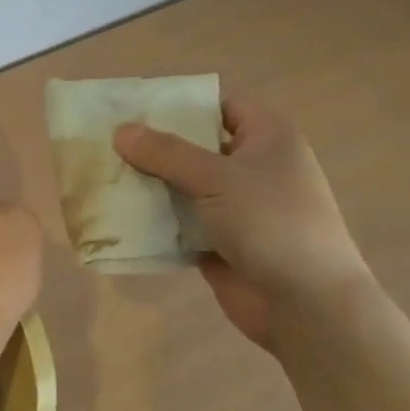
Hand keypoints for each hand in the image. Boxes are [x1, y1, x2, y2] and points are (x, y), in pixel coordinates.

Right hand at [114, 100, 368, 348]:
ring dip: (150, 185)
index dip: (180, 104)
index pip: (220, 106)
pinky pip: (180, 223)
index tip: (134, 107)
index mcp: (267, 138)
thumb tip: (120, 130)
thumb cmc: (271, 223)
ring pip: (184, 186)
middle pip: (196, 147)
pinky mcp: (220, 243)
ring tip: (102, 175)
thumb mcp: (217, 178)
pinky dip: (155, 220)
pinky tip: (118, 215)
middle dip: (154, 146)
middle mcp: (253, 168)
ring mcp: (237, 208)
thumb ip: (167, 153)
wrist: (307, 306)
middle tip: (105, 141)